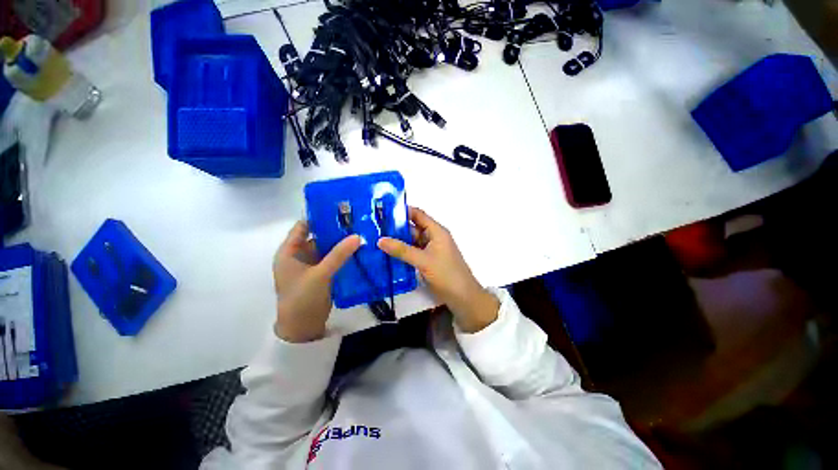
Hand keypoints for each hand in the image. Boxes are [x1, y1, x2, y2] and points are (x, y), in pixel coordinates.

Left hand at [273, 221, 360, 342]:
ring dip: (342, 243)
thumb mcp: (320, 274)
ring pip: (328, 248)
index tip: (340, 210)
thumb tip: (358, 236)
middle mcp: (300, 255)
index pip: (303, 226)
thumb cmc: (302, 298)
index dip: (319, 217)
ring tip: (362, 232)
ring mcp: (312, 265)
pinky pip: (334, 260)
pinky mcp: (322, 274)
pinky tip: (359, 250)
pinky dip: (344, 255)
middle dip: (336, 230)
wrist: (303, 328)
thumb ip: (339, 254)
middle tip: (357, 221)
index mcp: (289, 252)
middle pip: (318, 237)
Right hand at [378, 207, 498, 332]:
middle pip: (413, 228)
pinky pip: (412, 253)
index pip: (418, 215)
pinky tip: (388, 255)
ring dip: (398, 242)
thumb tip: (380, 240)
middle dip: (396, 228)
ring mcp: (430, 250)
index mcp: (436, 231)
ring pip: (412, 241)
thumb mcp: (423, 260)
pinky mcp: (427, 261)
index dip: (402, 211)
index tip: (383, 212)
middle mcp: (433, 238)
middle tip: (375, 228)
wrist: (462, 297)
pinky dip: (402, 253)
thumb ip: (402, 250)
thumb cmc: (447, 274)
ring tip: (376, 240)